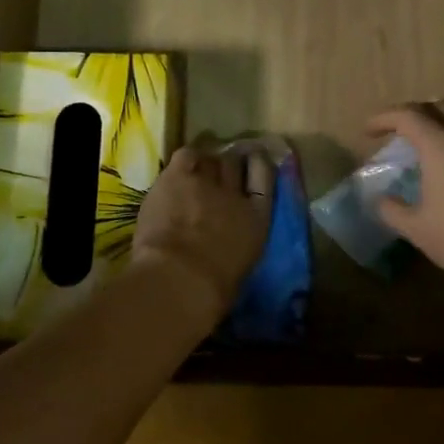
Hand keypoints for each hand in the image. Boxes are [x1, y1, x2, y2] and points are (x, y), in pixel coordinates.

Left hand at [132, 145, 275, 320]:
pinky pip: (185, 155)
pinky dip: (185, 160)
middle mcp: (236, 193)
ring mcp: (207, 181)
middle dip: (228, 164)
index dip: (258, 165)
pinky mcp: (178, 177)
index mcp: (258, 218)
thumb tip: (229, 239)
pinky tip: (180, 168)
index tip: (253, 160)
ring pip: (209, 159)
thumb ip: (238, 241)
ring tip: (196, 171)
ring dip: (205, 164)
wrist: (181, 278)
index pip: (265, 177)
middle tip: (218, 169)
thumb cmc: (213, 288)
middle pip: (234, 163)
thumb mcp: (241, 264)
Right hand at [367, 101, 443, 302]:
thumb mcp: (419, 230)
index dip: (385, 118)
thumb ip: (393, 210)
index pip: (408, 115)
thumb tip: (381, 200)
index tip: (370, 130)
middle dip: (417, 113)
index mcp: (442, 146)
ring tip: (442, 134)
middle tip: (404, 132)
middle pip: (441, 105)